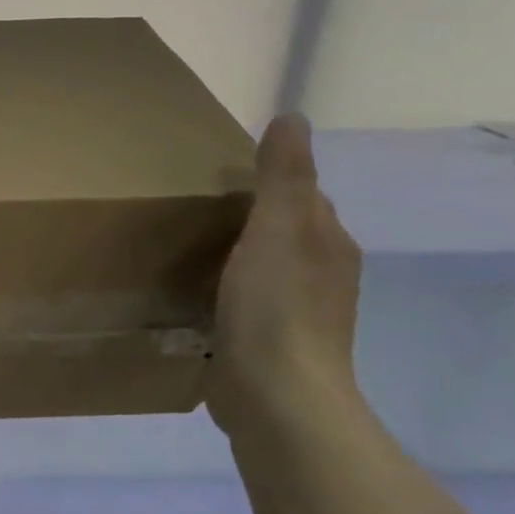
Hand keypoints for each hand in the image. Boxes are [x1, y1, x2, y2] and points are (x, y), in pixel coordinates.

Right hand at [206, 114, 363, 442]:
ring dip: (236, 258)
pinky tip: (197, 299)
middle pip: (284, 234)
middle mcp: (321, 277)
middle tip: (193, 211)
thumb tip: (292, 117)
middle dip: (249, 220)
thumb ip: (283, 176)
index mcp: (327, 244)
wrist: (276, 396)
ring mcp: (297, 316)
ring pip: (264, 271)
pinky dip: (226, 294)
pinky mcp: (269, 347)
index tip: (221, 179)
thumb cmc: (276, 307)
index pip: (302, 198)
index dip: (268, 183)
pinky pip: (246, 305)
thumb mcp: (276, 229)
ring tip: (188, 251)